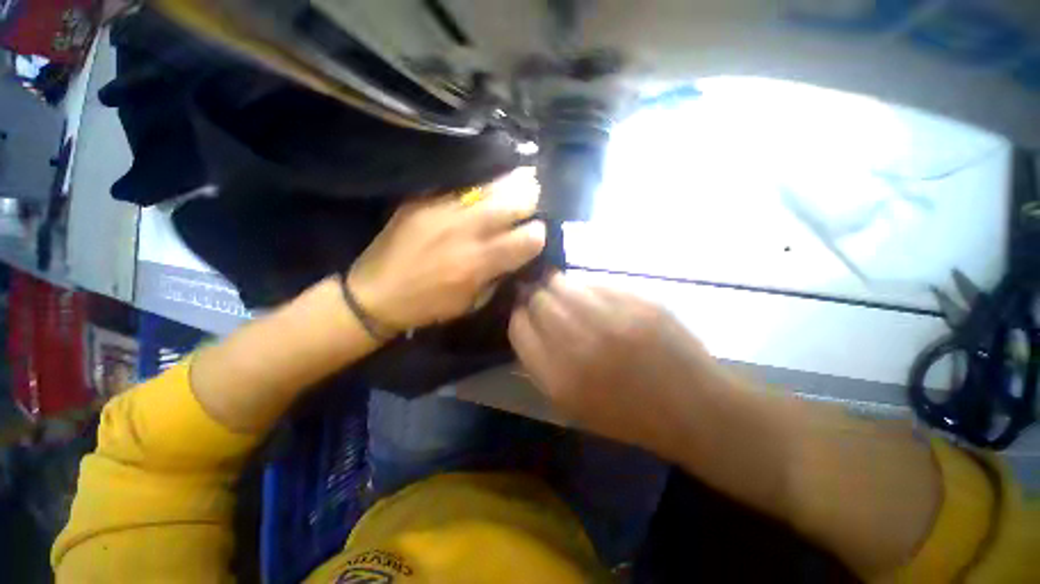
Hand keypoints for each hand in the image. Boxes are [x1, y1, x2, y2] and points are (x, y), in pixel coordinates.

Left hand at [349, 169, 544, 330]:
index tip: (536, 235)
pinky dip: (482, 183)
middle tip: (532, 203)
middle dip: (533, 200)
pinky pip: (464, 181)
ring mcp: (445, 209)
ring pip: (493, 184)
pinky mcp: (425, 198)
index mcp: (481, 263)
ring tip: (519, 182)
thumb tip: (517, 253)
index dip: (539, 235)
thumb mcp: (473, 302)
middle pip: (517, 200)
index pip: (530, 237)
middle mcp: (468, 231)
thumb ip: (500, 275)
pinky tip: (486, 185)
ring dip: (512, 184)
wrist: (375, 293)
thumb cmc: (429, 306)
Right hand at [508, 273, 727, 457]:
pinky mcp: (637, 301)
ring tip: (566, 293)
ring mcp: (611, 319)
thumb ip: (542, 365)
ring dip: (558, 286)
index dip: (519, 316)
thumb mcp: (573, 405)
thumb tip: (528, 324)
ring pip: (563, 284)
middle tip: (544, 300)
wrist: (693, 409)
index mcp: (559, 377)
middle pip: (538, 301)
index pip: (519, 328)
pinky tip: (594, 296)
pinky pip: (595, 282)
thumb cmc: (628, 415)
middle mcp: (580, 344)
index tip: (524, 313)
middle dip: (536, 298)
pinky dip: (587, 286)